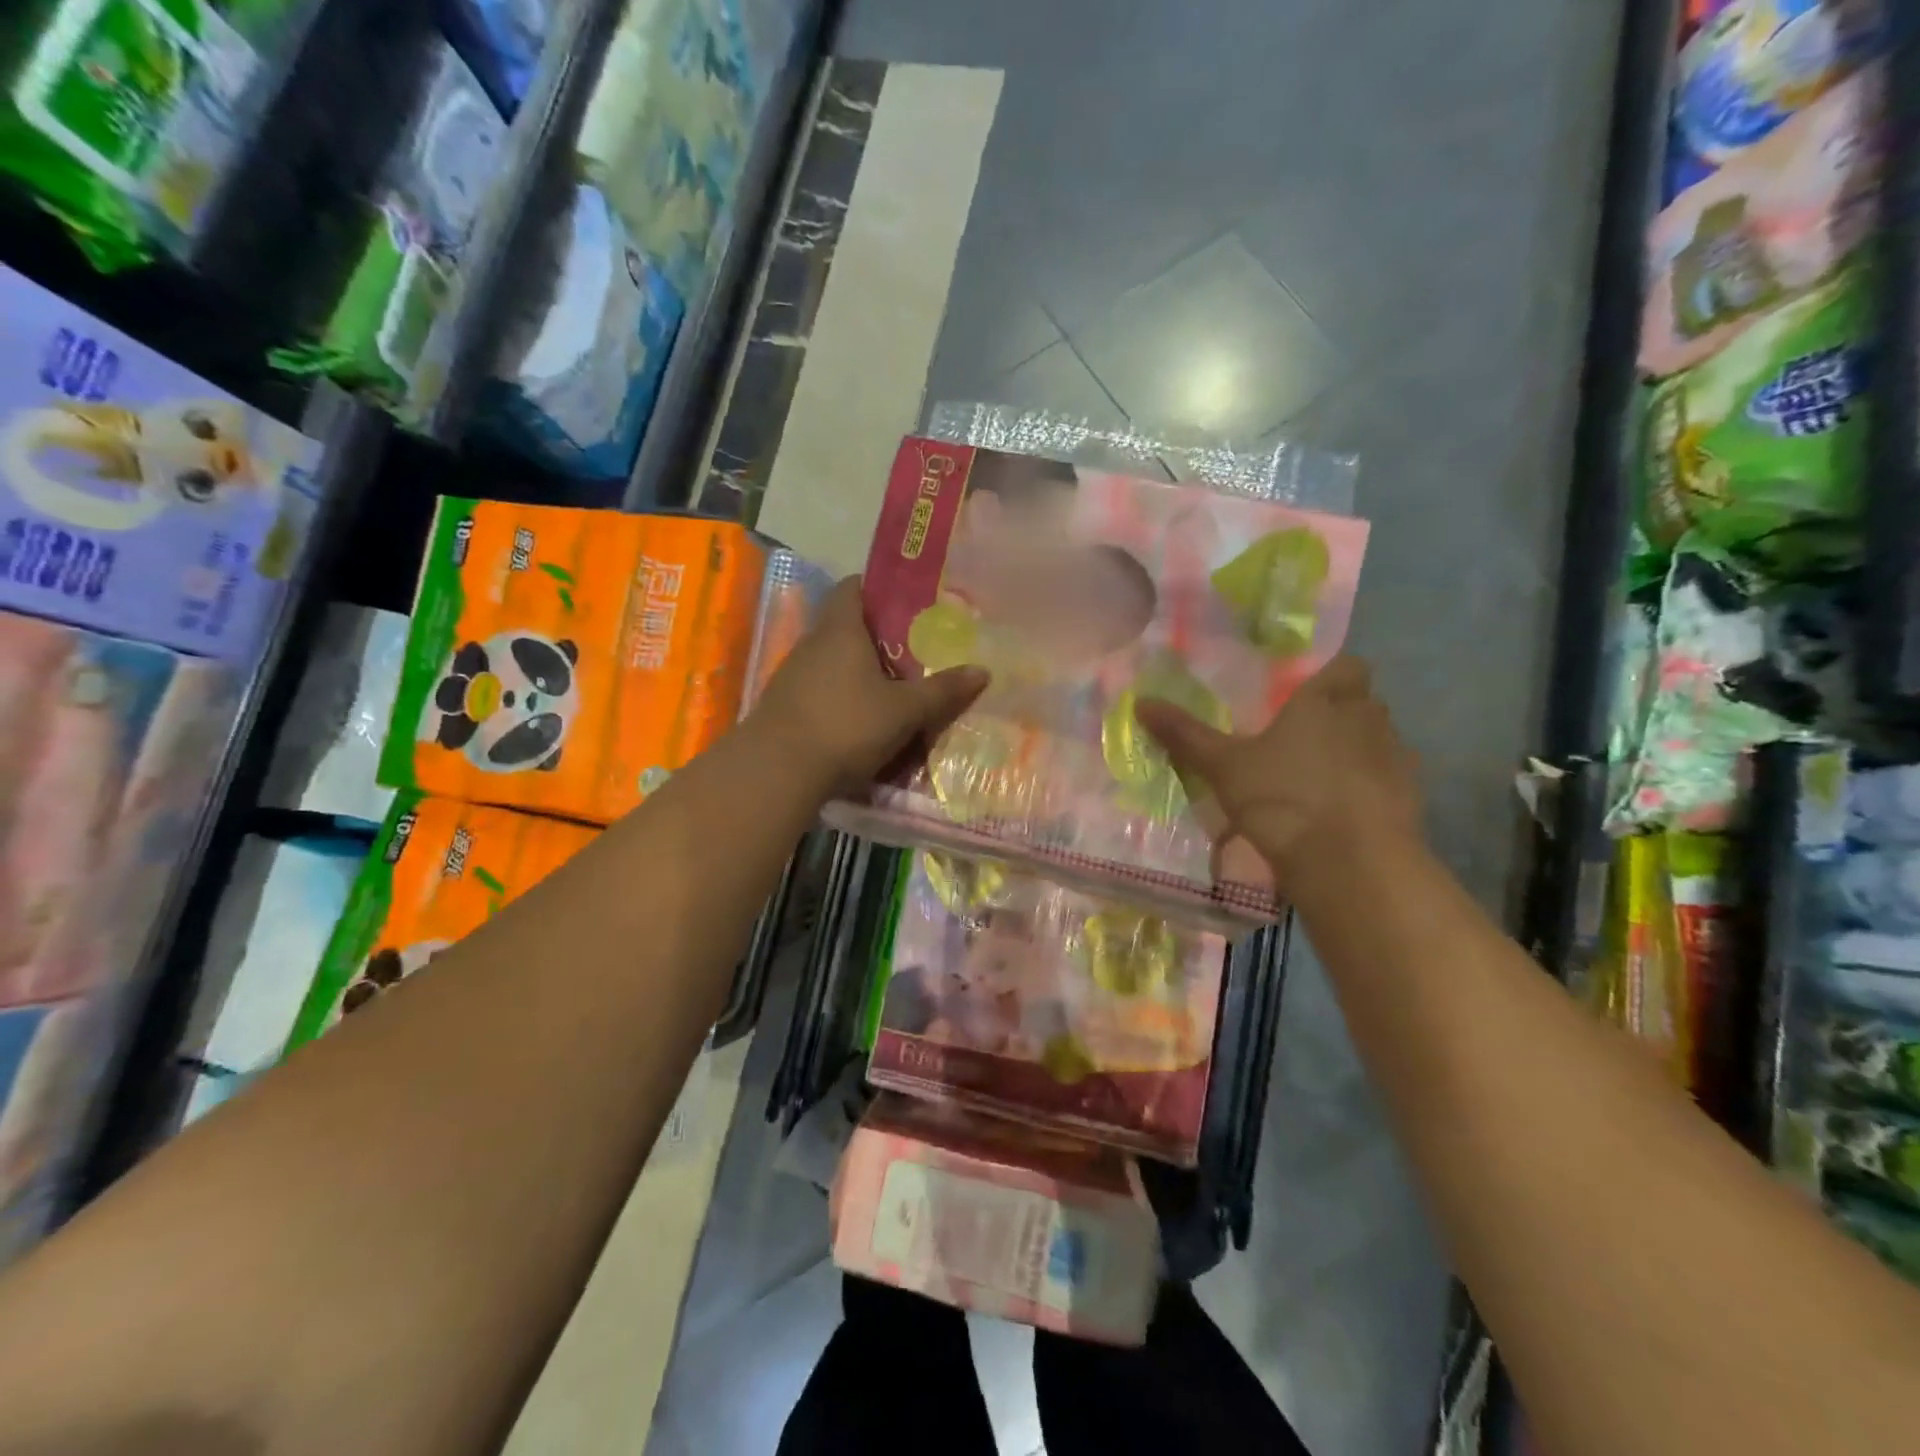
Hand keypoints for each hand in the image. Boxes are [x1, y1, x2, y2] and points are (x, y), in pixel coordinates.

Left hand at [751, 577, 988, 797]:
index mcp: (841, 630)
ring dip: (859, 671)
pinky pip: (821, 690)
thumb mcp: (904, 711)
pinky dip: (842, 697)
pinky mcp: (785, 706)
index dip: (878, 589)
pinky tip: (862, 720)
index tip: (908, 603)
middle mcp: (812, 644)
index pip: (853, 587)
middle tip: (915, 651)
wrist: (778, 771)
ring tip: (894, 688)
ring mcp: (793, 676)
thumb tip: (982, 671)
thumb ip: (941, 691)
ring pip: (833, 661)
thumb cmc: (846, 726)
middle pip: (846, 626)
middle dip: (878, 637)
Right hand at [1135, 657, 1420, 887]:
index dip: (1331, 676)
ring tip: (1321, 779)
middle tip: (1303, 738)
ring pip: (1380, 742)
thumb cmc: (1283, 797)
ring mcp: (1396, 760)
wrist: (1350, 862)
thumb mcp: (1223, 767)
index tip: (1306, 695)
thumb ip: (1186, 735)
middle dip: (1341, 714)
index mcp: (1326, 701)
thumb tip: (1141, 702)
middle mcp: (1368, 720)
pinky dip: (1371, 790)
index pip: (1347, 666)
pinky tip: (1343, 812)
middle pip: (1364, 702)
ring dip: (1358, 752)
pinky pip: (1391, 782)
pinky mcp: (1412, 799)